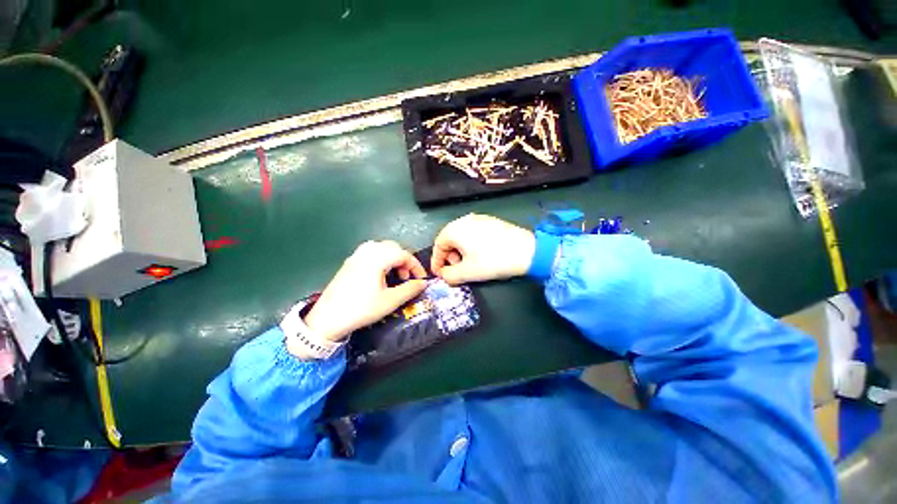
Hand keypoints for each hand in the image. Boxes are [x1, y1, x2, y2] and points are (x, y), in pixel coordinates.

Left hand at [300, 241, 426, 347]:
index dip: (416, 266)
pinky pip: (371, 253)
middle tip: (407, 278)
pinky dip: (382, 260)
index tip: (422, 279)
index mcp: (377, 258)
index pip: (404, 255)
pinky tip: (380, 275)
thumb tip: (423, 283)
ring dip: (393, 259)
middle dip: (404, 261)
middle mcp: (367, 252)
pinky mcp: (349, 263)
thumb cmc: (361, 309)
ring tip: (395, 276)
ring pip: (382, 248)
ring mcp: (356, 256)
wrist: (327, 319)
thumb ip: (410, 289)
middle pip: (393, 248)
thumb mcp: (390, 301)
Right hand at [431, 214, 535, 284]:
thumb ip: (449, 276)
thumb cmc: (492, 261)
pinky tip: (481, 255)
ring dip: (461, 252)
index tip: (439, 274)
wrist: (527, 251)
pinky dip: (471, 246)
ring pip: (462, 237)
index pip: (438, 245)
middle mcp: (465, 219)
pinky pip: (474, 233)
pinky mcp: (491, 221)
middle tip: (457, 270)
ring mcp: (479, 218)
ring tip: (469, 264)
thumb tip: (444, 275)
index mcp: (455, 229)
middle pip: (449, 240)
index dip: (437, 262)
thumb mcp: (467, 273)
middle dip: (450, 257)